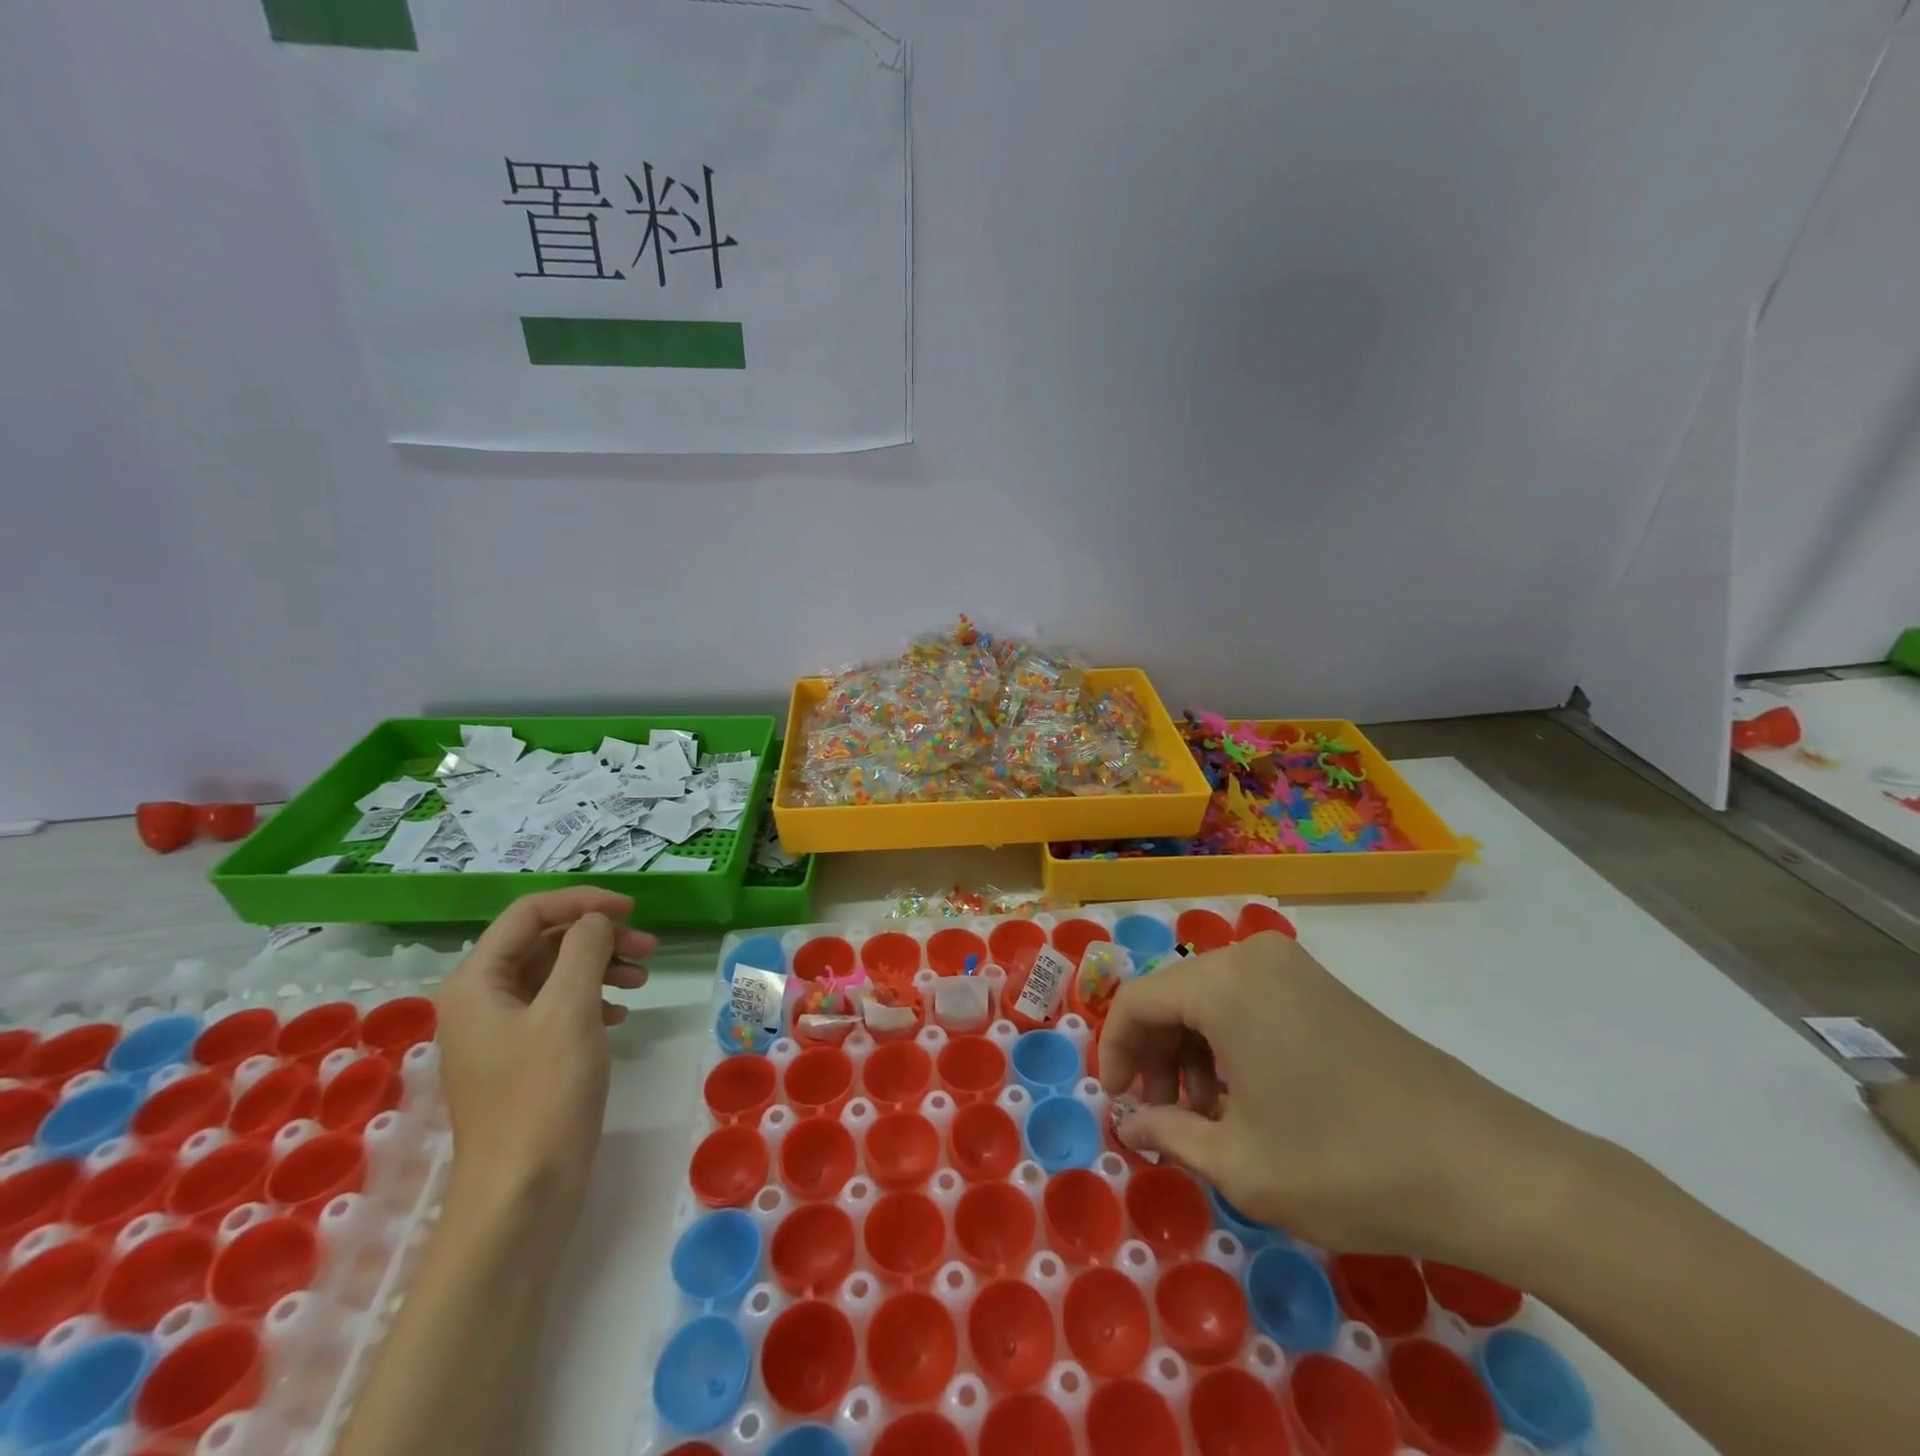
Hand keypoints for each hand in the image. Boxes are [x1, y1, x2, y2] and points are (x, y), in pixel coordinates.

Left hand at [435, 890, 654, 1238]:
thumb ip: (584, 950)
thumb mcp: (569, 1009)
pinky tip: (621, 1015)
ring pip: (555, 974)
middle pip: (544, 942)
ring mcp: (501, 1032)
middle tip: (650, 947)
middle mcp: (482, 999)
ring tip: (643, 980)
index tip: (632, 908)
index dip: (582, 901)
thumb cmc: (543, 1093)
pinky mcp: (522, 1059)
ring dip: (601, 966)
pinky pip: (559, 1008)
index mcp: (477, 981)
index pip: (529, 913)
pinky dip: (593, 999)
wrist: (523, 1192)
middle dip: (598, 937)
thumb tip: (595, 919)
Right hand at [1099, 931, 1583, 1262]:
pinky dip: (1231, 1043)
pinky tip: (1249, 1098)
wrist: (1487, 1167)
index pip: (1136, 1002)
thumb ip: (1169, 1135)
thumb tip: (1131, 1124)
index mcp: (1222, 983)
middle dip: (1154, 1055)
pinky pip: (1251, 1002)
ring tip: (1205, 1116)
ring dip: (1192, 1052)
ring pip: (1211, 999)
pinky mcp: (1325, 988)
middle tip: (1158, 1116)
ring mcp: (1295, 968)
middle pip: (1173, 995)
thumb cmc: (1345, 1163)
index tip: (1117, 1104)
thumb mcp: (1240, 1164)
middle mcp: (1252, 957)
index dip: (1114, 1053)